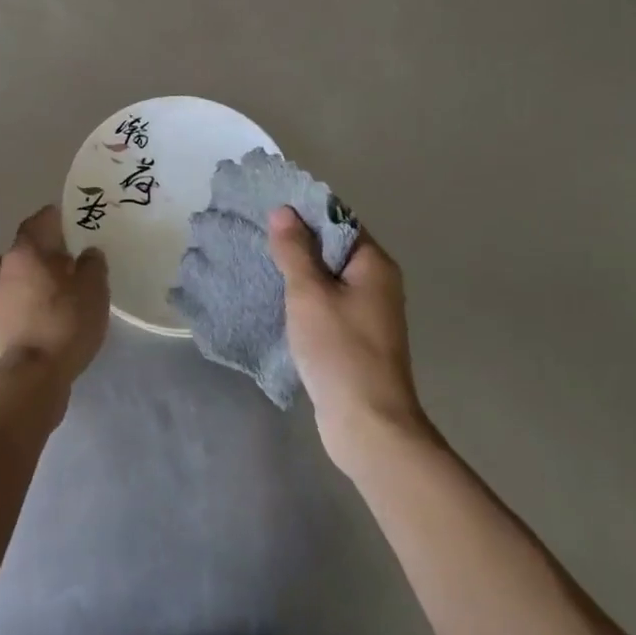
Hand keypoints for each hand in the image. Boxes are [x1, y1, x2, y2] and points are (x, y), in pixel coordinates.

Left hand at [0, 205, 109, 387]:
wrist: (32, 375)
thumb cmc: (64, 321)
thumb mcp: (94, 288)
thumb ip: (93, 263)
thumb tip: (88, 253)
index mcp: (26, 249)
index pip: (41, 219)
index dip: (60, 217)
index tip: (78, 220)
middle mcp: (5, 266)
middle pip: (30, 247)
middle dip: (53, 248)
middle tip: (79, 254)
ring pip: (24, 273)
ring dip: (43, 275)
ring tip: (70, 285)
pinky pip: (21, 298)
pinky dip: (37, 298)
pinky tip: (56, 310)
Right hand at [268, 207, 432, 469]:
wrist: (368, 424)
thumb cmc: (340, 351)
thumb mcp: (309, 294)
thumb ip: (294, 251)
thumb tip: (284, 210)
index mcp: (374, 264)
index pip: (340, 220)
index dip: (306, 212)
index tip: (269, 210)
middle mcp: (378, 283)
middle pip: (335, 248)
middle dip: (298, 241)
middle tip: (257, 235)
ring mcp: (370, 312)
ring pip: (330, 278)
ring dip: (300, 271)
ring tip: (260, 262)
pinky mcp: (357, 338)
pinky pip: (329, 303)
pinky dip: (306, 298)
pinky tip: (277, 300)